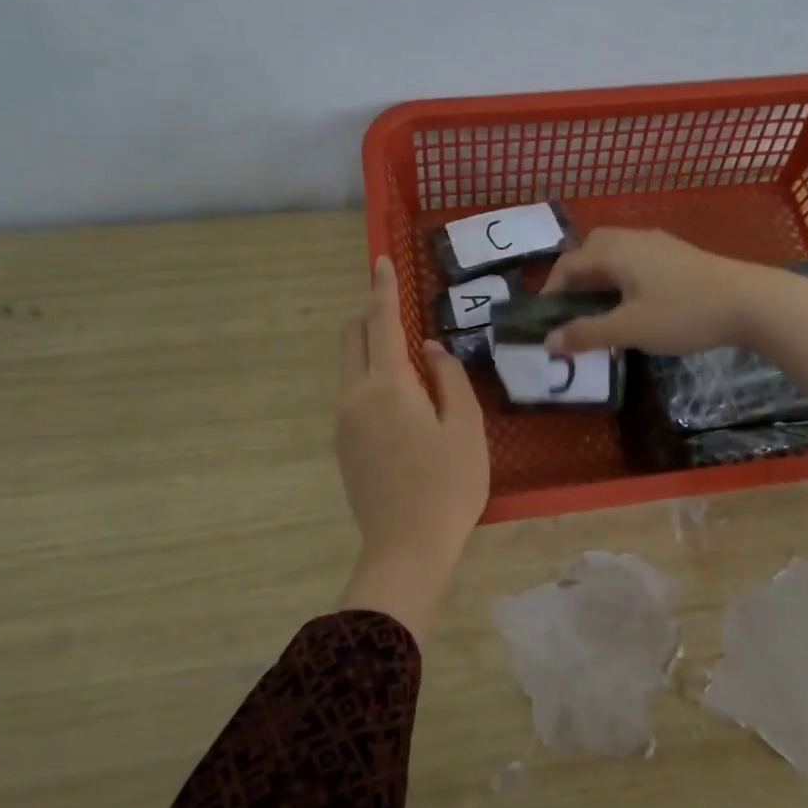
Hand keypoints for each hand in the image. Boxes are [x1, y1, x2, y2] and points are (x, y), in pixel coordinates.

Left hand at [335, 256, 489, 639]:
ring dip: (369, 347)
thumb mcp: (465, 426)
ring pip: (349, 366)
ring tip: (407, 358)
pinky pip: (352, 394)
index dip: (383, 288)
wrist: (407, 547)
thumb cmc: (448, 484)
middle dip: (370, 314)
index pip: (381, 321)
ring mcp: (343, 422)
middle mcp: (355, 395)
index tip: (380, 260)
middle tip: (397, 307)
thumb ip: (448, 378)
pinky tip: (400, 399)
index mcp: (387, 385)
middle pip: (352, 338)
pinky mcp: (343, 445)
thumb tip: (429, 349)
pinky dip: (369, 377)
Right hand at [539, 228, 781, 355]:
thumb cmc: (684, 313)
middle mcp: (634, 238)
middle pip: (591, 249)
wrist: (752, 302)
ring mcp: (660, 244)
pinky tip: (634, 303)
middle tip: (572, 308)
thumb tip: (548, 342)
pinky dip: (622, 277)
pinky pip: (636, 259)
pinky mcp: (679, 255)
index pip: (569, 263)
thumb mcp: (630, 328)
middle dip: (575, 277)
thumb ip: (587, 333)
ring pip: (616, 253)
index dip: (551, 289)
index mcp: (616, 251)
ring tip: (600, 309)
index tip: (547, 319)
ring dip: (600, 277)